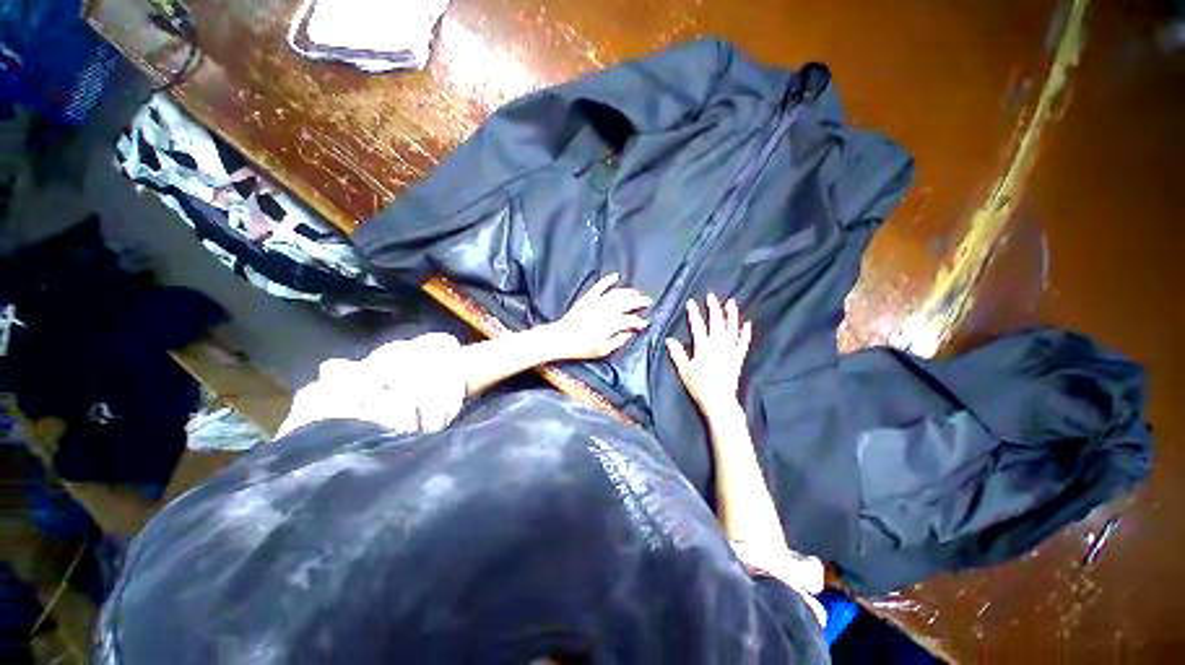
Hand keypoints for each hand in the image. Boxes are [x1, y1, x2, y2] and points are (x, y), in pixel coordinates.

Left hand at [543, 273, 650, 360]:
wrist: (562, 338)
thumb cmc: (582, 347)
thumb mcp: (603, 350)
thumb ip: (619, 340)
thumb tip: (630, 333)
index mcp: (613, 324)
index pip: (632, 320)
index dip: (640, 321)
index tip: (646, 322)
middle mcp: (608, 310)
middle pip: (628, 303)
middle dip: (640, 302)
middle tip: (648, 301)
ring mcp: (598, 301)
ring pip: (617, 293)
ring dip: (628, 292)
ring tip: (636, 292)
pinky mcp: (589, 297)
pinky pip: (600, 286)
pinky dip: (608, 280)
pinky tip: (616, 276)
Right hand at [665, 293, 752, 414]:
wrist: (719, 401)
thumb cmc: (699, 386)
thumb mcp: (684, 370)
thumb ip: (677, 354)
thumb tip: (669, 340)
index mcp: (704, 346)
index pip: (698, 326)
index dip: (694, 313)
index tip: (691, 302)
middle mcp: (719, 345)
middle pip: (716, 322)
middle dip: (714, 308)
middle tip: (712, 296)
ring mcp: (730, 351)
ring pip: (732, 329)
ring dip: (731, 315)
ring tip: (731, 303)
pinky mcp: (738, 358)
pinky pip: (743, 343)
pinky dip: (745, 334)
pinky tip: (747, 325)